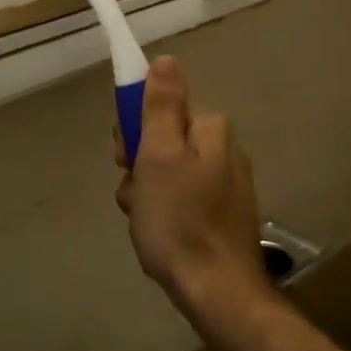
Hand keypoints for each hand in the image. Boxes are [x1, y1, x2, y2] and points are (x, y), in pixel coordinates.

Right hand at [114, 56, 268, 317]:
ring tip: (144, 220)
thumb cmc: (179, 220)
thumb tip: (166, 59)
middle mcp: (224, 150)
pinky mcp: (223, 214)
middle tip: (133, 194)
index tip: (123, 158)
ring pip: (168, 172)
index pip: (160, 108)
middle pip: (164, 140)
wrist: (218, 292)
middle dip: (139, 165)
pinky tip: (159, 234)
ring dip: (146, 191)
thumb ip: (161, 106)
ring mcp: (226, 184)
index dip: (133, 130)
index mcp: (211, 129)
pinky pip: (182, 198)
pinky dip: (164, 211)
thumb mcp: (159, 156)